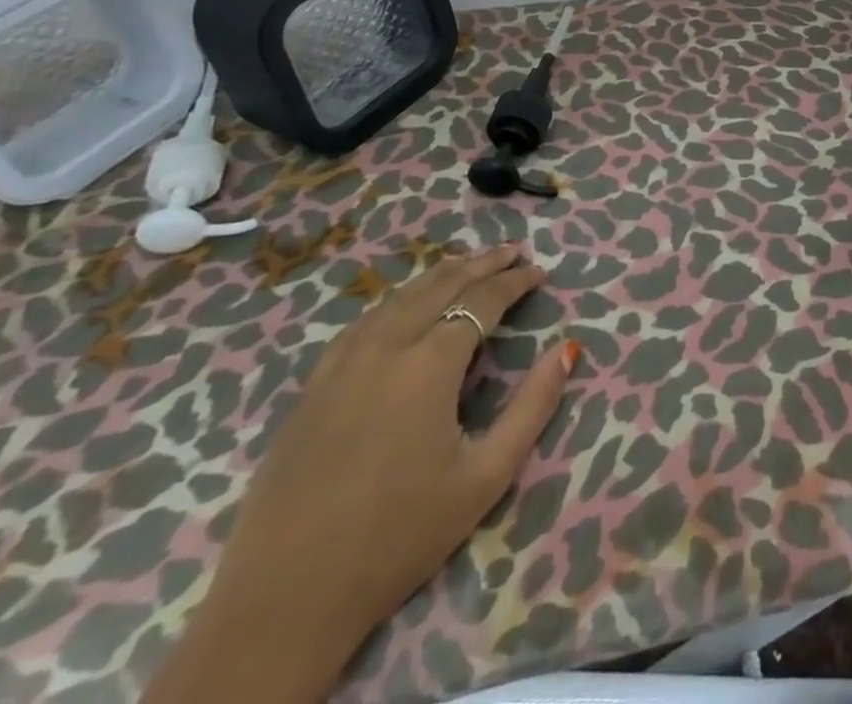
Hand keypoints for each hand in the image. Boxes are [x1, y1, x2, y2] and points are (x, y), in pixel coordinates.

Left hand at [147, 245, 576, 702]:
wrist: (283, 600)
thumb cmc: (398, 537)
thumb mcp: (485, 477)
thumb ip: (533, 406)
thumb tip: (567, 349)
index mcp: (429, 364)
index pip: (482, 301)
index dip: (514, 282)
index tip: (539, 272)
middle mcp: (386, 346)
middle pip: (441, 286)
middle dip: (482, 263)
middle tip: (513, 250)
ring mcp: (342, 362)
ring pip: (400, 297)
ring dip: (441, 274)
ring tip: (469, 263)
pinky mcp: (313, 385)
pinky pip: (365, 321)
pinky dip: (398, 299)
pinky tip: (406, 304)